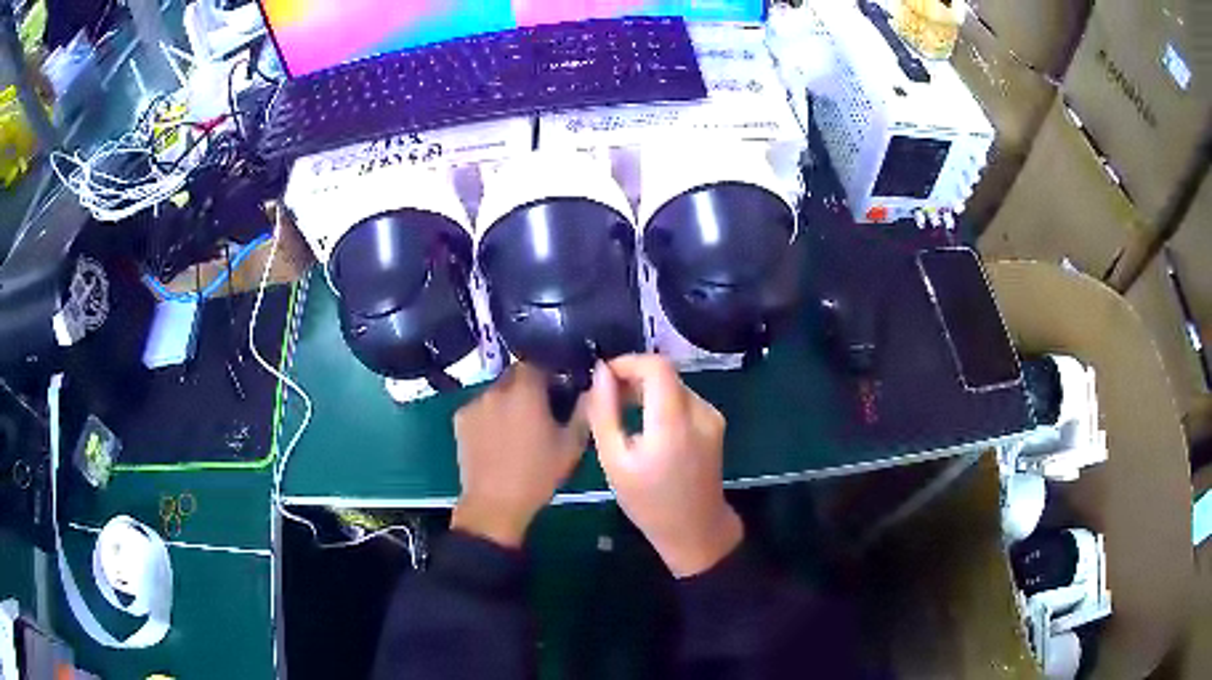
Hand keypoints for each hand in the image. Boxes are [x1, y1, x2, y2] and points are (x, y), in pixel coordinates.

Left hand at [451, 363, 588, 547]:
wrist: (495, 504)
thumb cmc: (538, 474)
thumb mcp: (571, 446)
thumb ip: (584, 411)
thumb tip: (591, 389)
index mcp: (525, 390)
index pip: (537, 363)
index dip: (549, 374)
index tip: (558, 392)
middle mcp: (496, 389)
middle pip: (514, 375)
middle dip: (527, 387)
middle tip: (539, 413)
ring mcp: (474, 403)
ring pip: (496, 392)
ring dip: (507, 402)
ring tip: (516, 430)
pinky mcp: (459, 419)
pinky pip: (480, 407)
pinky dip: (489, 415)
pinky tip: (496, 439)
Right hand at [587, 355, 743, 577]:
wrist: (695, 530)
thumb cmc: (649, 502)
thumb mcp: (614, 461)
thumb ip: (604, 413)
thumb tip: (600, 374)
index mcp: (674, 421)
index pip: (657, 365)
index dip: (627, 362)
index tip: (603, 378)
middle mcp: (700, 411)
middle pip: (665, 373)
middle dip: (633, 377)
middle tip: (605, 398)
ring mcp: (712, 417)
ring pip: (674, 384)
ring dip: (646, 390)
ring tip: (621, 413)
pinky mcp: (714, 424)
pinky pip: (683, 399)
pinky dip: (661, 402)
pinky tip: (644, 425)